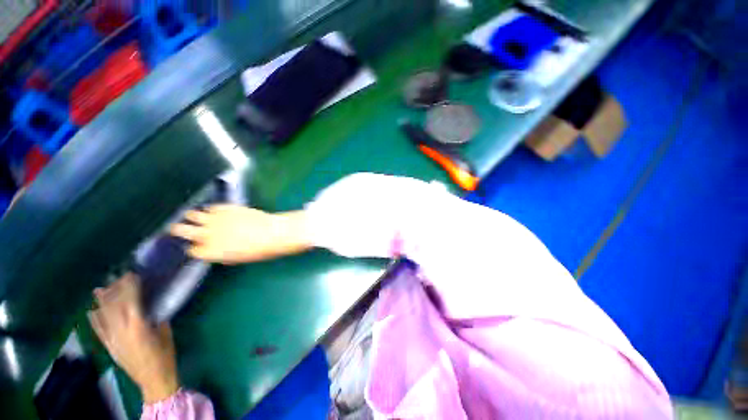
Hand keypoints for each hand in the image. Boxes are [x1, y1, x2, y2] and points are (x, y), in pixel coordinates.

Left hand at [88, 274, 178, 403]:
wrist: (152, 379)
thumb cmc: (164, 354)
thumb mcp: (165, 333)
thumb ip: (156, 317)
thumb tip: (152, 304)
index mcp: (137, 326)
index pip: (130, 301)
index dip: (130, 286)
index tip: (132, 274)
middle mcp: (120, 331)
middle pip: (114, 306)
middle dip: (115, 290)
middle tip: (118, 276)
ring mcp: (112, 339)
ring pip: (103, 316)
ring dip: (102, 301)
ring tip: (100, 288)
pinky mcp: (109, 346)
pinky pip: (98, 330)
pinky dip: (94, 319)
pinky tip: (91, 310)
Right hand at [169, 205, 311, 263]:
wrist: (274, 233)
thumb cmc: (259, 250)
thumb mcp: (238, 258)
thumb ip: (220, 254)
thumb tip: (212, 250)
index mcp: (210, 251)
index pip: (192, 250)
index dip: (195, 248)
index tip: (197, 246)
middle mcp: (208, 235)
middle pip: (183, 231)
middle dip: (180, 230)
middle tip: (176, 229)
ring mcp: (216, 219)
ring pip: (193, 215)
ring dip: (192, 217)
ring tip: (190, 217)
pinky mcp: (226, 208)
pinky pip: (211, 207)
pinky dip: (210, 210)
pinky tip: (212, 212)